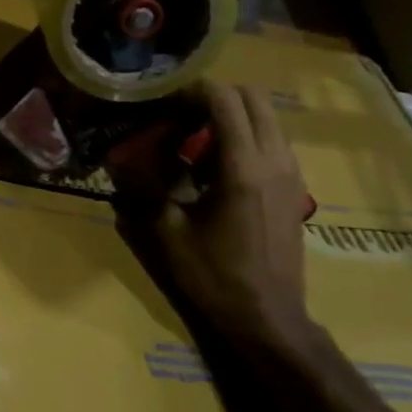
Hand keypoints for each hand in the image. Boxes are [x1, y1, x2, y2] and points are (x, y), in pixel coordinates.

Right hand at [159, 84, 313, 355]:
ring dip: (231, 117)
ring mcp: (291, 175)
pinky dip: (244, 138)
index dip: (193, 91)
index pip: (225, 101)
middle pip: (254, 99)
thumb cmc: (214, 276)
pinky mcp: (295, 189)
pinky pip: (271, 143)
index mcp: (244, 168)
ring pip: (266, 119)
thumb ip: (143, 188)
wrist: (267, 319)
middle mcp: (275, 161)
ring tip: (193, 140)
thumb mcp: (168, 232)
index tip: (163, 100)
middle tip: (180, 115)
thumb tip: (116, 160)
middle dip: (216, 96)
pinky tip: (213, 167)